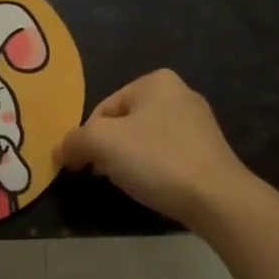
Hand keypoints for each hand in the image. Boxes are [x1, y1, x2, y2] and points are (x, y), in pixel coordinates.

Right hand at [55, 69, 255, 229]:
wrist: (217, 198)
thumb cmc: (156, 159)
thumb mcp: (102, 142)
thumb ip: (74, 141)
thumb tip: (61, 150)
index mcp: (156, 81)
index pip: (104, 108)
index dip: (87, 138)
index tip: (83, 165)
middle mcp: (180, 93)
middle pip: (124, 123)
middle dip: (109, 149)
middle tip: (103, 175)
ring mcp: (199, 123)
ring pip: (145, 140)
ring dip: (129, 160)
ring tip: (129, 183)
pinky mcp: (210, 151)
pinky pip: (168, 155)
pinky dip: (154, 169)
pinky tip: (154, 188)